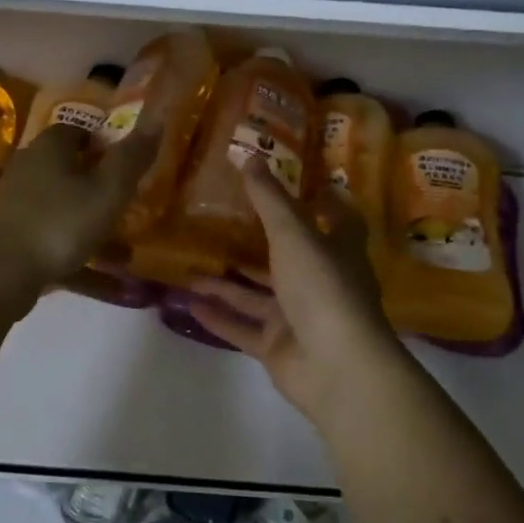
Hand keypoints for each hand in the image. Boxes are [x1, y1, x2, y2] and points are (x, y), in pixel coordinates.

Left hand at [0, 122, 158, 291]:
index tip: (130, 164)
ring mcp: (17, 202)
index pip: (81, 131)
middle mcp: (30, 166)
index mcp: (51, 146)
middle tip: (129, 202)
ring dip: (91, 221)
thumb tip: (157, 119)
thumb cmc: (60, 222)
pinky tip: (104, 277)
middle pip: (71, 168)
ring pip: (64, 205)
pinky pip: (54, 237)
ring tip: (124, 245)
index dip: (107, 143)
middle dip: (100, 183)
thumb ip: (132, 157)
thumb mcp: (108, 190)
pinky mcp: (12, 235)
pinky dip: (78, 250)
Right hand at [188, 162, 410, 423]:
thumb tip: (249, 156)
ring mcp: (298, 317)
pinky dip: (218, 316)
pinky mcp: (278, 347)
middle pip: (286, 257)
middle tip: (219, 221)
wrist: (336, 366)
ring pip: (256, 295)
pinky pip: (242, 328)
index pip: (336, 219)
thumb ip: (269, 199)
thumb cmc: (323, 286)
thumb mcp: (293, 234)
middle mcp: (319, 281)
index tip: (297, 181)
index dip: (321, 200)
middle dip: (255, 242)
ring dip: (225, 282)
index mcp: (337, 250)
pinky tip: (187, 302)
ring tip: (190, 265)